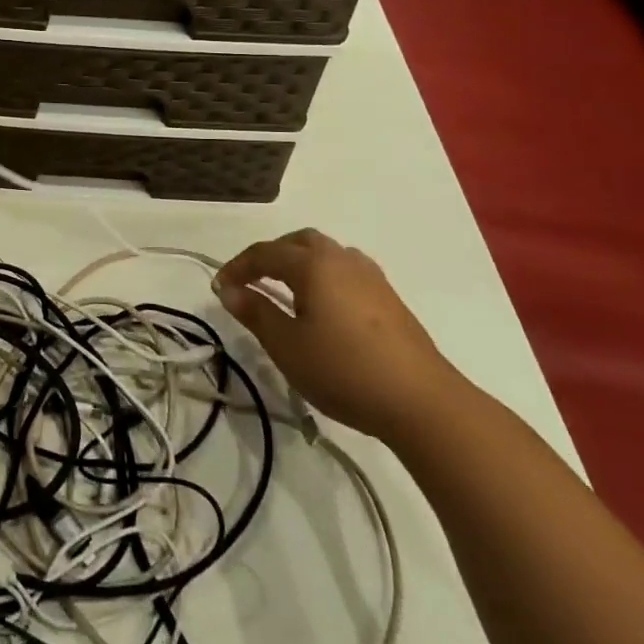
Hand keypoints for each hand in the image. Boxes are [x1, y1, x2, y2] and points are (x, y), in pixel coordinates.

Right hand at [214, 229, 464, 444]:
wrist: (423, 402)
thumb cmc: (344, 370)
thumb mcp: (287, 345)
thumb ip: (255, 312)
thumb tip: (229, 290)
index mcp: (313, 264)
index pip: (265, 253)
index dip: (237, 267)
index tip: (220, 288)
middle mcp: (342, 259)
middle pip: (298, 242)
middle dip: (270, 256)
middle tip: (252, 282)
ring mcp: (370, 277)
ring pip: (326, 253)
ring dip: (299, 263)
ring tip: (285, 292)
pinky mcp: (389, 298)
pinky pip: (345, 271)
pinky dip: (323, 276)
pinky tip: (322, 306)